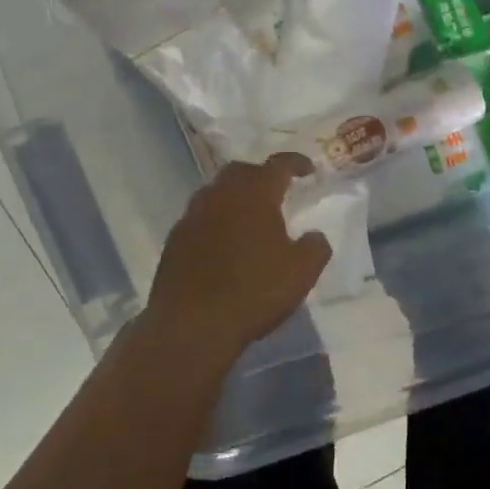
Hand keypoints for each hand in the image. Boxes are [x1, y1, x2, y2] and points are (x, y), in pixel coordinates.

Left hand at [136, 154, 331, 366]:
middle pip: (241, 171)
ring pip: (216, 192)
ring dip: (235, 197)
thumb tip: (315, 235)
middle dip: (260, 175)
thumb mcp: (301, 272)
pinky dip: (216, 220)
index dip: (295, 163)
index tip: (308, 169)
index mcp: (254, 195)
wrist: (192, 325)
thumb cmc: (254, 292)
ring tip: (250, 215)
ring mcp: (192, 216)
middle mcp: (220, 195)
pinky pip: (200, 217)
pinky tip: (224, 242)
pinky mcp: (175, 240)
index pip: (278, 165)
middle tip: (276, 190)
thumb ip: (315, 247)